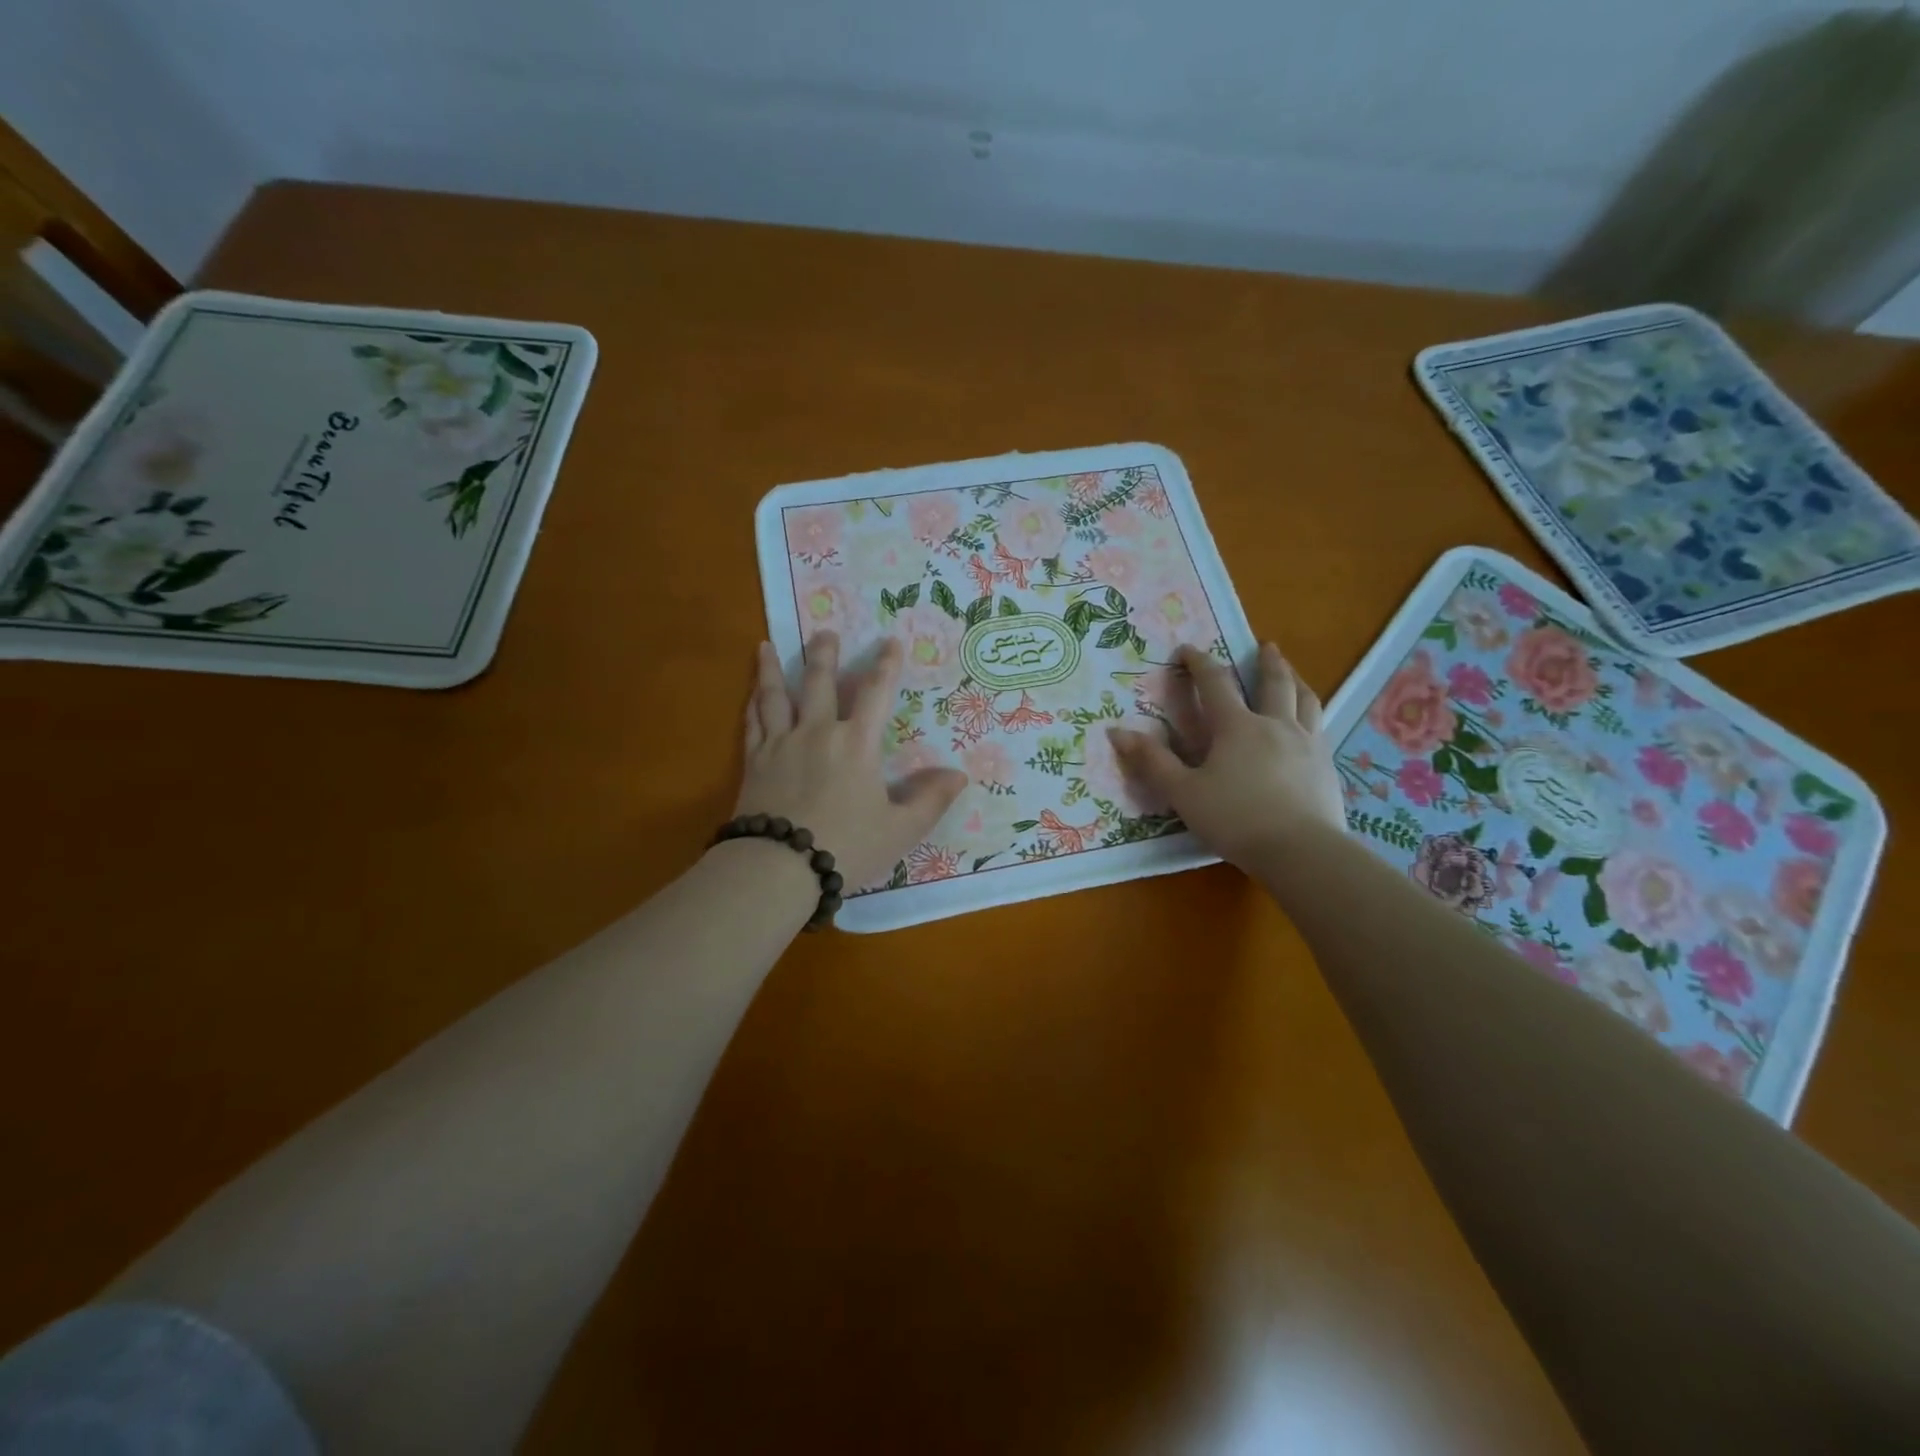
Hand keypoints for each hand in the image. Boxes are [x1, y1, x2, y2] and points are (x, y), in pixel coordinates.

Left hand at [735, 631, 967, 890]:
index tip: (891, 641)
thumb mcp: (900, 829)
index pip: (875, 693)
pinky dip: (752, 705)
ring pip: (776, 695)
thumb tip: (958, 775)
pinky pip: (752, 723)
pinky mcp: (754, 762)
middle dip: (824, 654)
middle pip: (819, 682)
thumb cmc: (847, 846)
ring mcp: (781, 744)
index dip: (886, 666)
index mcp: (856, 743)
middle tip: (823, 631)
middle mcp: (817, 732)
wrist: (779, 867)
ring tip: (767, 646)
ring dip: (775, 669)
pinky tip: (751, 695)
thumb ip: (930, 800)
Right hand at [1110, 642, 1344, 868]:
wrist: (1301, 851)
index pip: (1216, 683)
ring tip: (1293, 675)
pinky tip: (1309, 727)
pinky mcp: (1326, 767)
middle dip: (1266, 661)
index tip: (1187, 650)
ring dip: (1297, 681)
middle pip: (1274, 683)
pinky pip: (1320, 729)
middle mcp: (1276, 725)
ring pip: (1306, 701)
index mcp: (1237, 727)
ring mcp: (1308, 744)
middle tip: (1264, 646)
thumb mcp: (1183, 792)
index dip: (1199, 663)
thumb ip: (1153, 761)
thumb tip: (1117, 732)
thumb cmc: (1235, 819)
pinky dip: (1311, 716)